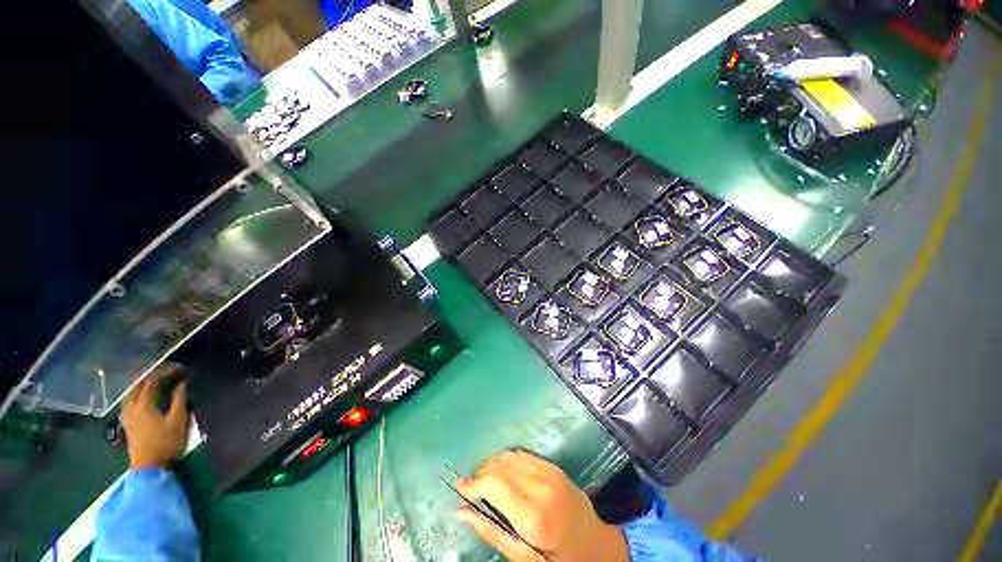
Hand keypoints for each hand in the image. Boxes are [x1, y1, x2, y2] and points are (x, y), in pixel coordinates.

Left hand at [120, 373, 188, 469]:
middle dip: (149, 377)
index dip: (164, 374)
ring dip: (140, 387)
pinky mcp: (128, 426)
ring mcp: (128, 418)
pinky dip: (136, 397)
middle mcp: (132, 409)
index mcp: (144, 406)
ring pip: (130, 396)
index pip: (152, 383)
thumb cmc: (166, 443)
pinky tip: (141, 400)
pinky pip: (129, 404)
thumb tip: (181, 385)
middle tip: (164, 372)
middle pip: (137, 388)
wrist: (149, 468)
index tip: (178, 370)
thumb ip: (179, 401)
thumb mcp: (178, 421)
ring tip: (152, 383)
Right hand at [456, 450, 628, 561]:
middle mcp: (542, 486)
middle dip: (481, 473)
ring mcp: (550, 473)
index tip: (460, 488)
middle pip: (501, 466)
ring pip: (510, 456)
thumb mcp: (523, 558)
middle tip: (470, 487)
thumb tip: (461, 511)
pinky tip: (503, 472)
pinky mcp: (554, 467)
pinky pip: (524, 455)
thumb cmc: (558, 559)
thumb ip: (491, 532)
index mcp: (534, 515)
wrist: (597, 546)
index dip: (473, 483)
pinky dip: (508, 460)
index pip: (495, 484)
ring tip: (484, 480)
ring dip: (493, 465)